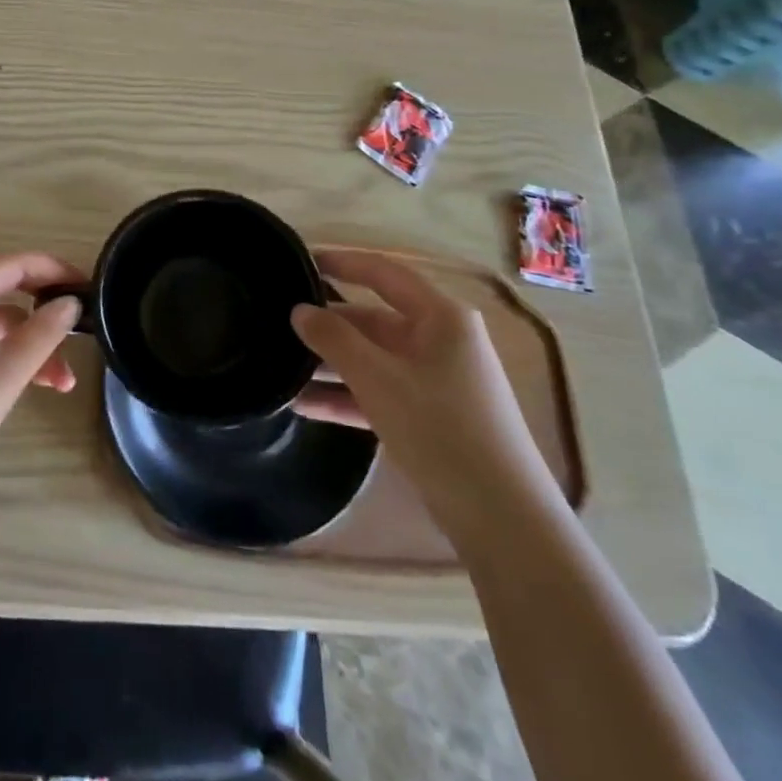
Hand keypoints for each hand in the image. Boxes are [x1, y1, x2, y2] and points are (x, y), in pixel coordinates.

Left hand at [0, 253, 84, 513]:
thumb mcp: (6, 374)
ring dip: (27, 341)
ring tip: (61, 381)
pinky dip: (3, 351)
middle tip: (81, 330)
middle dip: (44, 312)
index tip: (90, 289)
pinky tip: (27, 382)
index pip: (15, 263)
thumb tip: (70, 302)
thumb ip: (44, 332)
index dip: (55, 270)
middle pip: (4, 287)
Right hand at [290, 250, 556, 539]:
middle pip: (374, 320)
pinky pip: (381, 392)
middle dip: (328, 326)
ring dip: (332, 365)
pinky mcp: (431, 416)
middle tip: (278, 325)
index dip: (341, 262)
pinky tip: (304, 407)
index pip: (383, 273)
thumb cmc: (441, 431)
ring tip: (282, 370)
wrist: (503, 520)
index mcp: (441, 317)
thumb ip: (334, 339)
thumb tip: (299, 310)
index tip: (300, 260)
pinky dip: (348, 396)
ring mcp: (438, 380)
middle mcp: (442, 340)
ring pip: (374, 359)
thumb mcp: (378, 379)